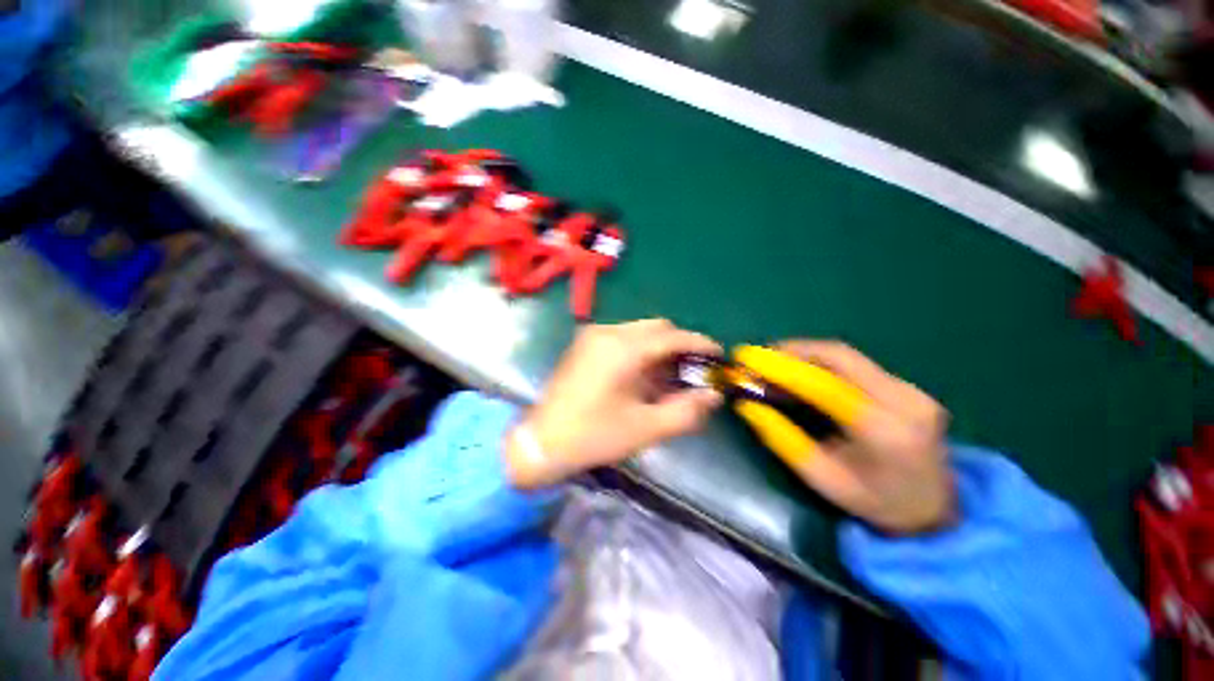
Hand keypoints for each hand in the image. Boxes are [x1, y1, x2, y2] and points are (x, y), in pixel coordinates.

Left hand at [506, 320, 722, 488]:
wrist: (542, 441)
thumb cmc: (594, 435)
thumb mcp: (646, 428)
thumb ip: (685, 411)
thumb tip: (713, 395)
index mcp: (623, 349)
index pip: (672, 336)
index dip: (700, 344)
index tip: (718, 356)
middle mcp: (608, 332)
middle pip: (657, 328)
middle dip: (680, 346)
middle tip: (693, 371)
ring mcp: (593, 335)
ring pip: (640, 331)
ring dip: (660, 348)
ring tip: (670, 376)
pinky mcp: (585, 344)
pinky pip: (623, 338)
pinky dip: (641, 350)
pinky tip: (643, 374)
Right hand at [736, 341, 952, 534]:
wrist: (936, 510)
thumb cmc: (875, 502)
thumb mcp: (822, 480)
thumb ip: (783, 439)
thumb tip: (748, 405)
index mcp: (885, 431)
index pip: (825, 385)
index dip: (782, 368)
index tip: (749, 359)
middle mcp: (904, 400)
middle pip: (840, 356)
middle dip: (793, 351)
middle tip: (760, 357)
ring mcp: (911, 390)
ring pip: (847, 356)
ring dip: (805, 354)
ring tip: (775, 363)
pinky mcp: (907, 386)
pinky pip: (856, 364)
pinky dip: (822, 363)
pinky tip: (803, 372)